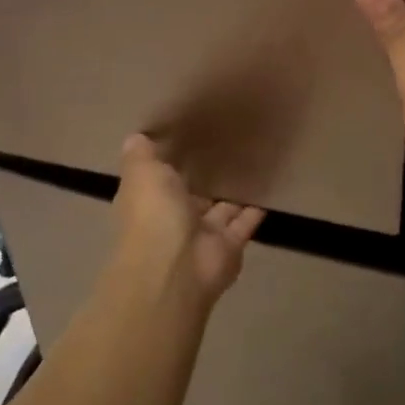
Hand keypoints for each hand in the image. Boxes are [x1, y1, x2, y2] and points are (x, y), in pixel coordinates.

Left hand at [112, 134, 264, 304]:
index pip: (159, 178)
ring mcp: (201, 236)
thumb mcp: (142, 173)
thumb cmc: (153, 214)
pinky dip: (255, 210)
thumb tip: (135, 137)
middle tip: (228, 145)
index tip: (188, 135)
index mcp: (149, 201)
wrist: (176, 268)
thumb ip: (141, 155)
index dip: (170, 161)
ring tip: (253, 163)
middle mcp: (173, 219)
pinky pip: (244, 224)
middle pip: (191, 195)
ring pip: (219, 210)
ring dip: (232, 193)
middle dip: (205, 177)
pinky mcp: (229, 247)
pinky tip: (269, 188)